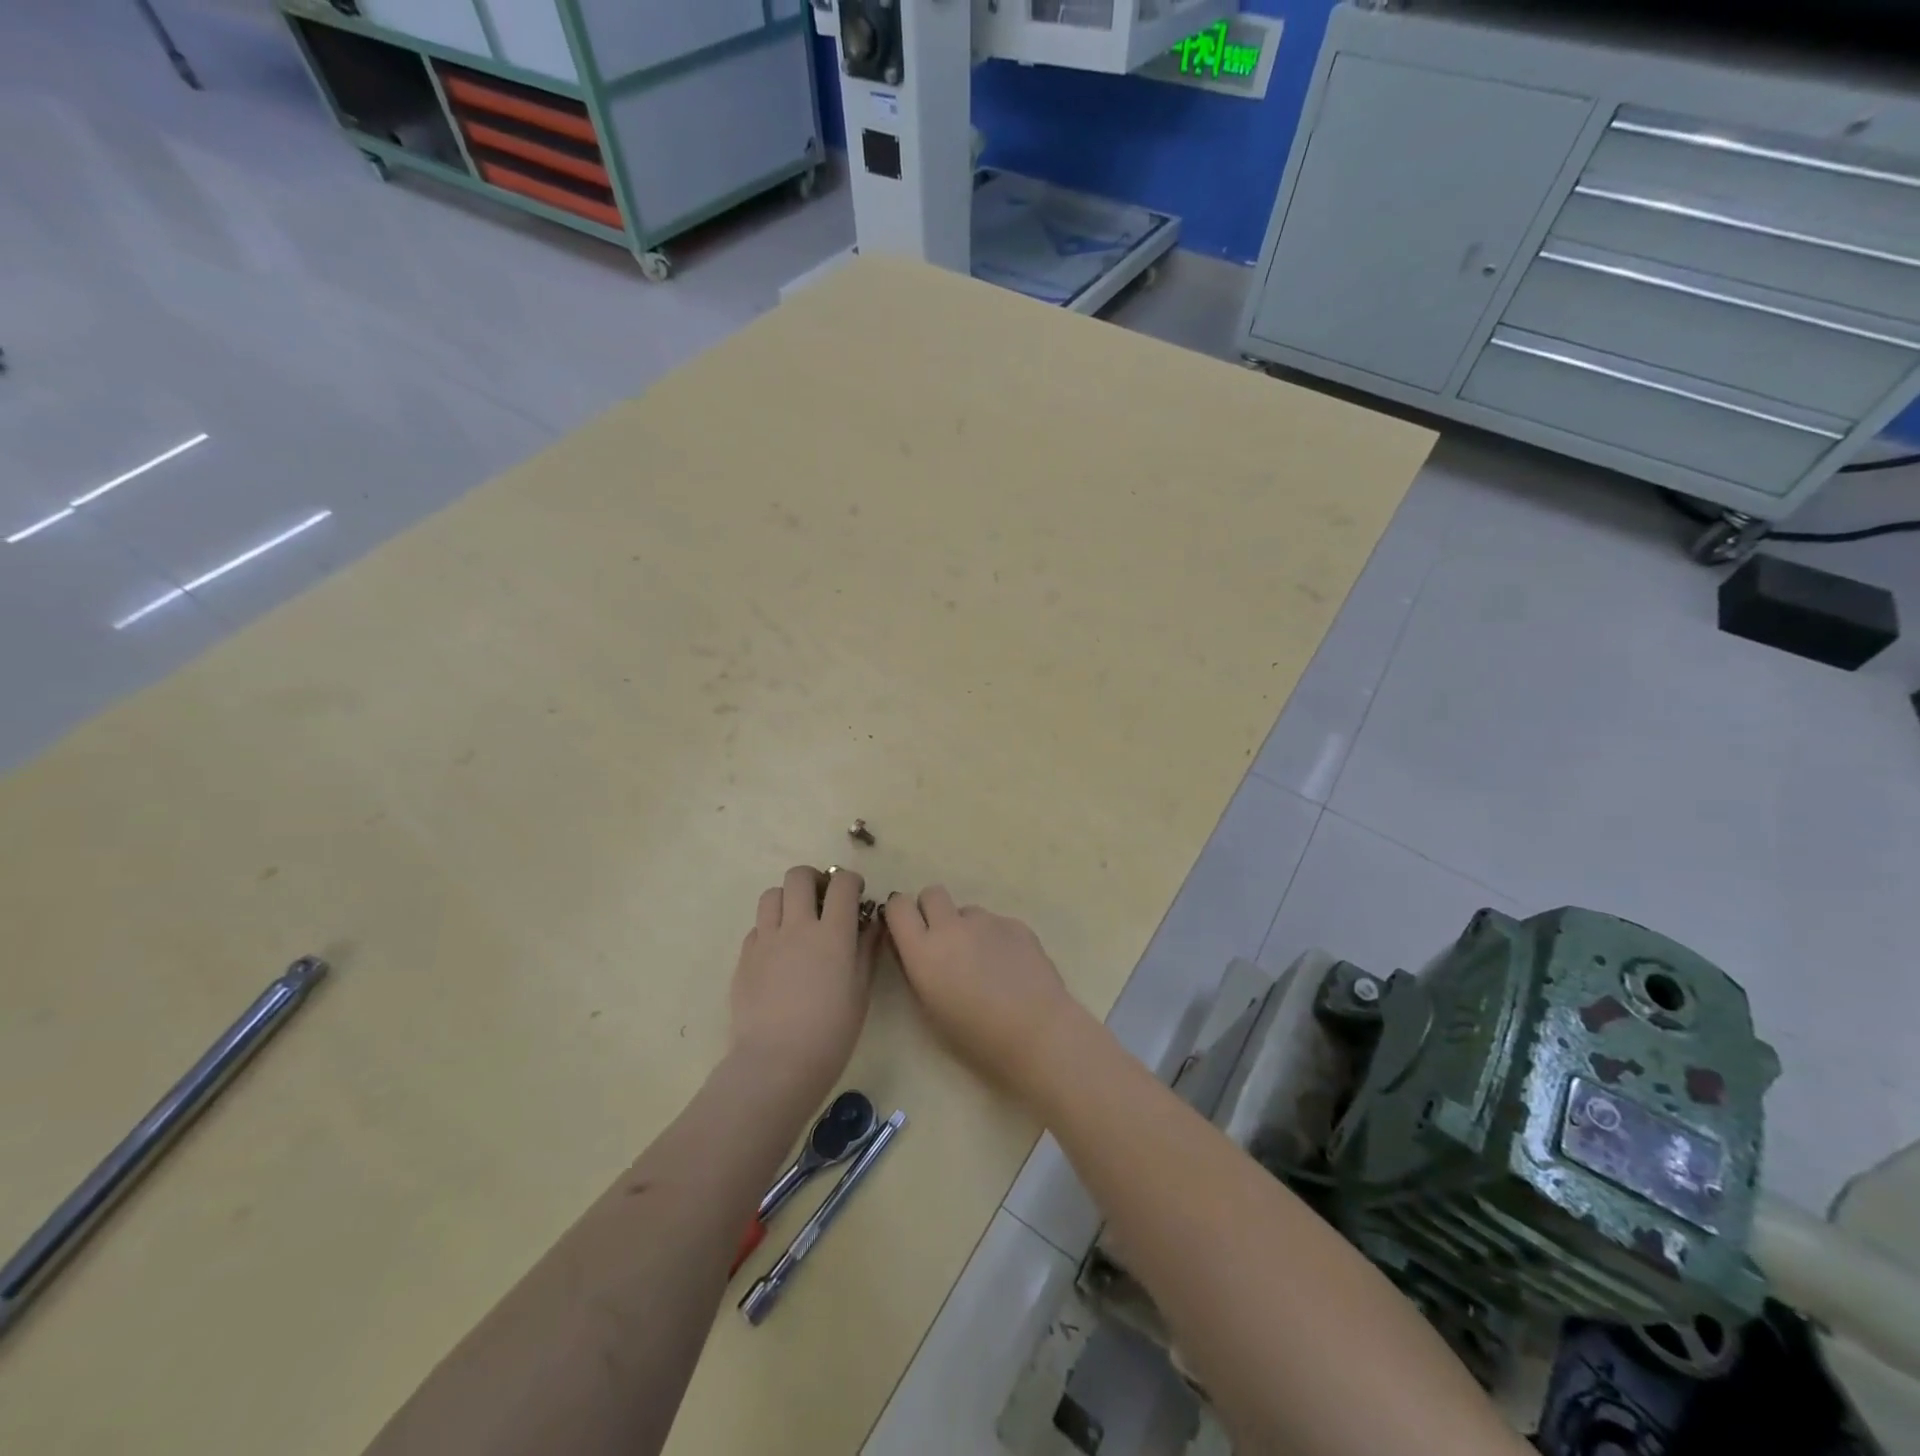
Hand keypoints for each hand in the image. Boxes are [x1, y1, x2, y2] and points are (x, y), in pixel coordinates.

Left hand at [730, 866, 878, 1104]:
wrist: (776, 1063)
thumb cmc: (831, 1032)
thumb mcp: (860, 992)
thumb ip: (866, 950)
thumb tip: (872, 924)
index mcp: (832, 934)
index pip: (842, 885)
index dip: (851, 881)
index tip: (855, 893)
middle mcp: (797, 926)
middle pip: (799, 876)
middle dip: (814, 879)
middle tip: (822, 899)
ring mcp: (766, 940)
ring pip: (772, 894)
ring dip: (787, 899)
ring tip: (796, 921)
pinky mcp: (744, 957)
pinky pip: (757, 927)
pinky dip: (770, 929)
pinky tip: (778, 952)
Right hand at [884, 887, 1085, 1093]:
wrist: (1037, 1033)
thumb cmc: (976, 1036)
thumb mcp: (929, 1009)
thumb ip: (915, 969)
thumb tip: (908, 947)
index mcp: (923, 950)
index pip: (898, 905)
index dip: (901, 913)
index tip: (907, 930)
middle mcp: (951, 926)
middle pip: (932, 893)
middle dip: (932, 910)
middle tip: (944, 941)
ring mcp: (987, 921)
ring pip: (967, 911)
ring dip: (967, 928)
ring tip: (985, 964)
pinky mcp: (1016, 923)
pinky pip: (996, 923)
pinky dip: (996, 939)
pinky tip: (1010, 968)